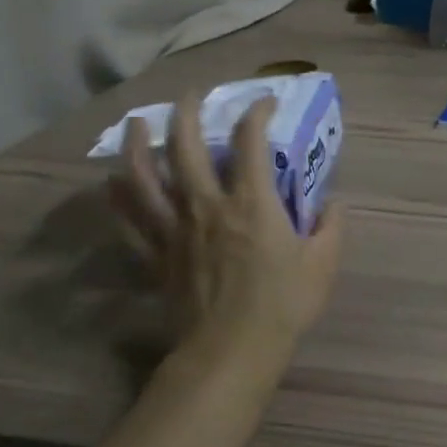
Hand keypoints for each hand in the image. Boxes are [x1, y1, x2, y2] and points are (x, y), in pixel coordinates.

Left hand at [109, 92, 345, 369]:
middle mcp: (207, 205)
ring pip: (144, 177)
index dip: (256, 113)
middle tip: (191, 95)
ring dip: (138, 144)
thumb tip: (333, 203)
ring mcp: (175, 230)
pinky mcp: (157, 256)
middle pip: (186, 147)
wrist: (231, 351)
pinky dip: (118, 197)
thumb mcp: (323, 264)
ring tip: (137, 123)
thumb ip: (331, 227)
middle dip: (187, 112)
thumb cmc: (283, 305)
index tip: (264, 102)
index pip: (250, 142)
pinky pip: (130, 220)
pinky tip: (113, 181)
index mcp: (252, 203)